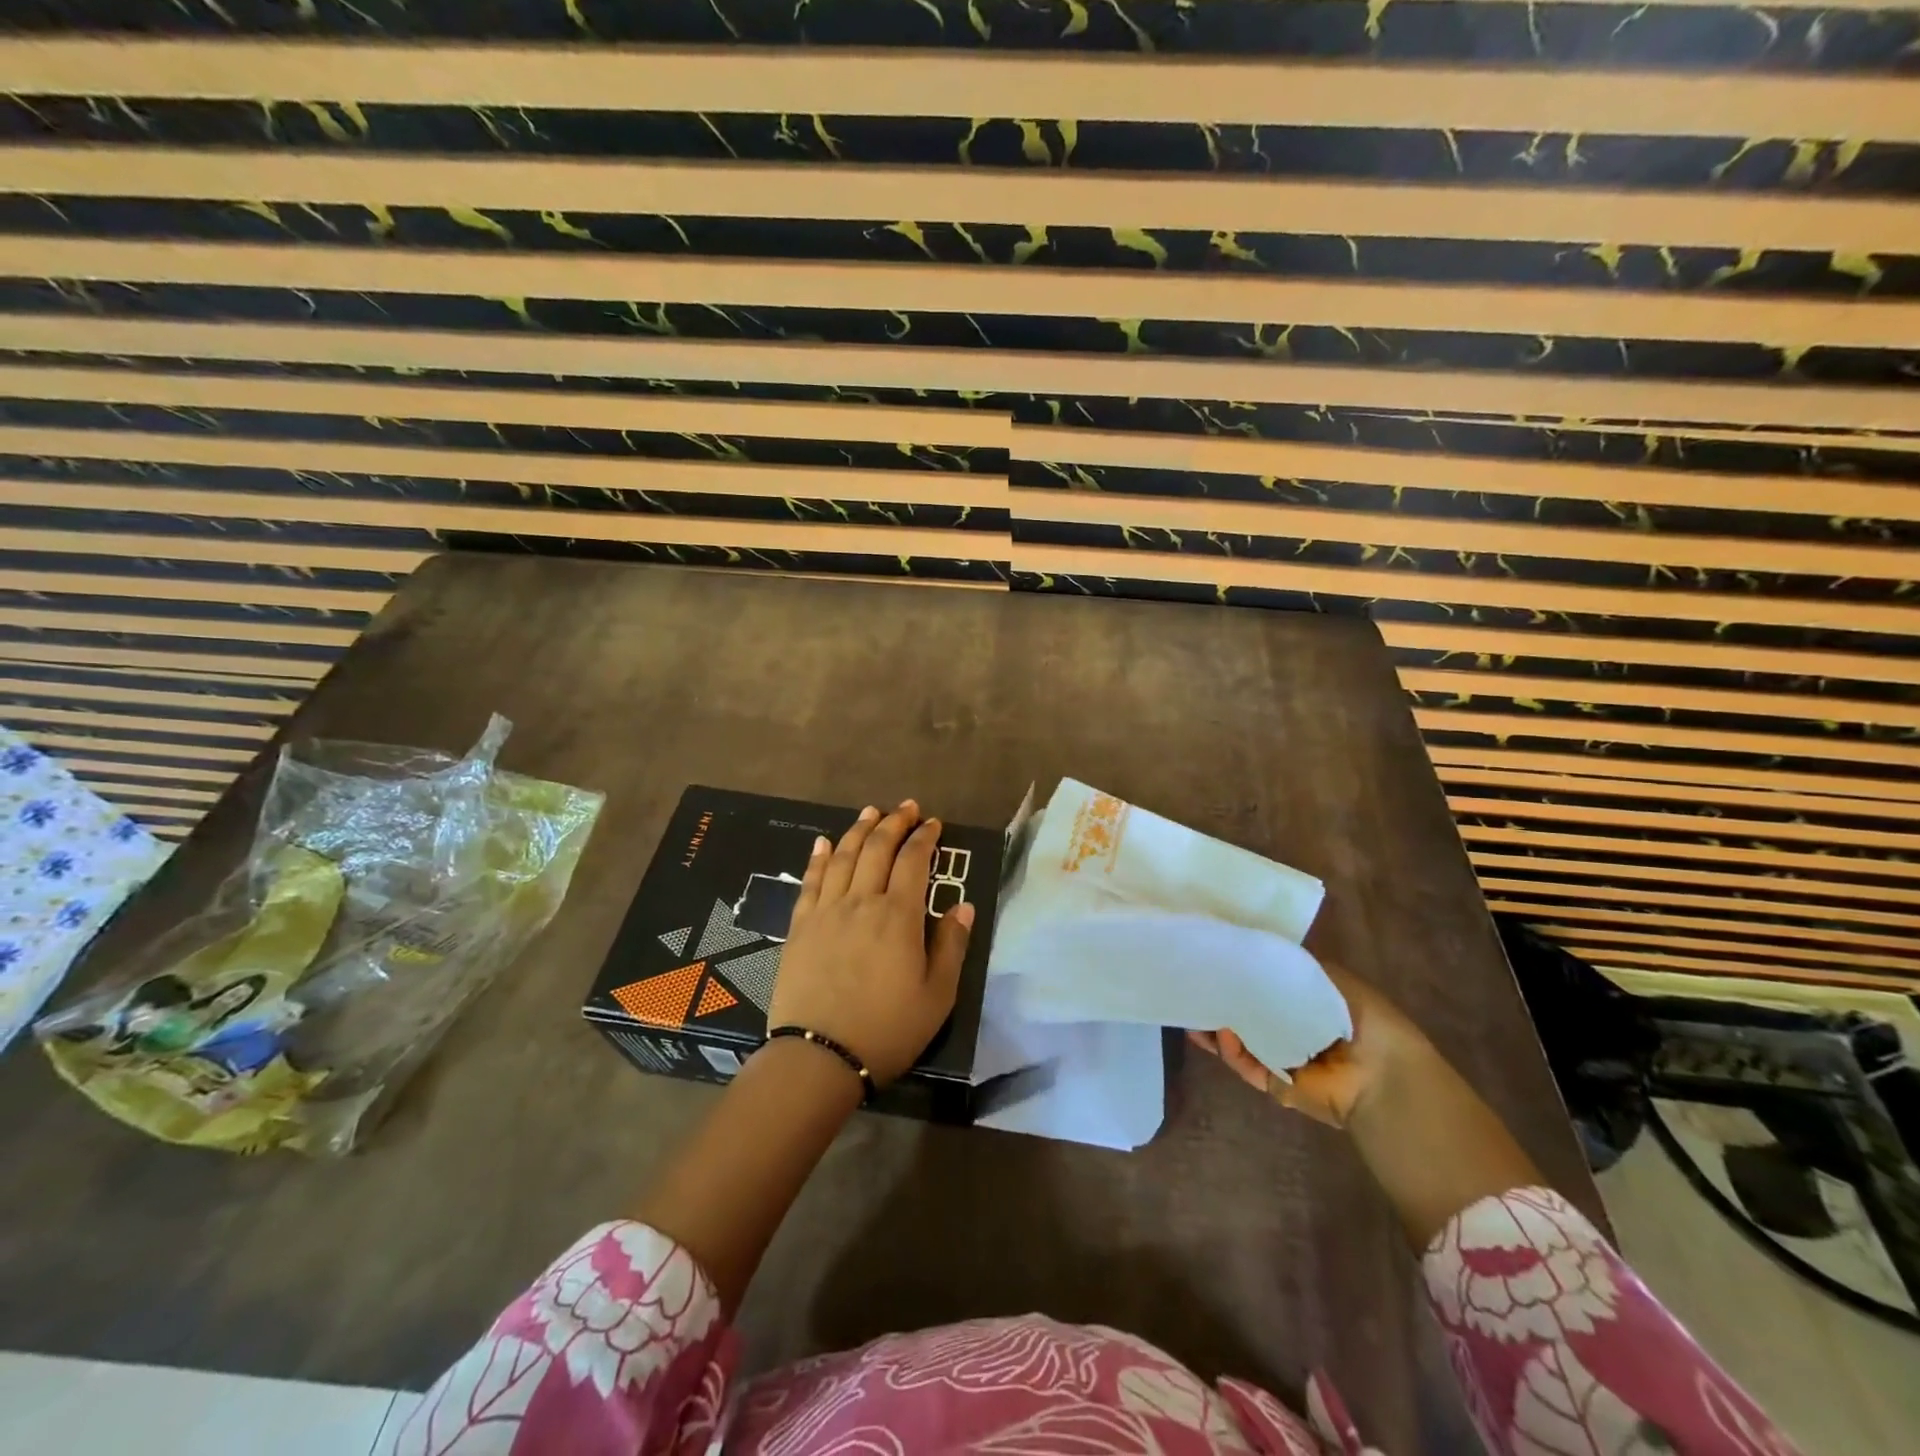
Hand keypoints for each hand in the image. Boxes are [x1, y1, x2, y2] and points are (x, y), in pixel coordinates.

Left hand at [768, 799, 973, 1085]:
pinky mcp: (801, 926)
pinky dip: (820, 858)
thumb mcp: (937, 996)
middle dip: (894, 823)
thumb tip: (963, 906)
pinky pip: (811, 881)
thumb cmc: (887, 1029)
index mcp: (899, 916)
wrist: (819, 1057)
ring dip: (859, 830)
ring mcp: (827, 911)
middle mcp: (862, 902)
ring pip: (844, 857)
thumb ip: (951, 946)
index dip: (924, 837)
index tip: (933, 824)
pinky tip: (824, 843)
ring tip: (870, 812)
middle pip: (877, 849)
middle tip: (907, 808)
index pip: (913, 861)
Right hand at [1189, 960, 1430, 1127]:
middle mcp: (1291, 1028)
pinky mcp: (1274, 1084)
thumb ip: (1289, 966)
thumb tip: (1249, 953)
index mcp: (1306, 1002)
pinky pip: (1246, 1065)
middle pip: (1246, 1012)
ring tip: (1193, 1012)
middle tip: (1193, 987)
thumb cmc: (1361, 1019)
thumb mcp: (1327, 978)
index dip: (1239, 972)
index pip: (1264, 984)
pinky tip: (1220, 1035)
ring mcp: (1281, 1057)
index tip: (1213, 959)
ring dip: (1217, 1027)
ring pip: (1239, 1039)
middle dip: (1220, 1001)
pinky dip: (1231, 1052)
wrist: (1381, 1075)